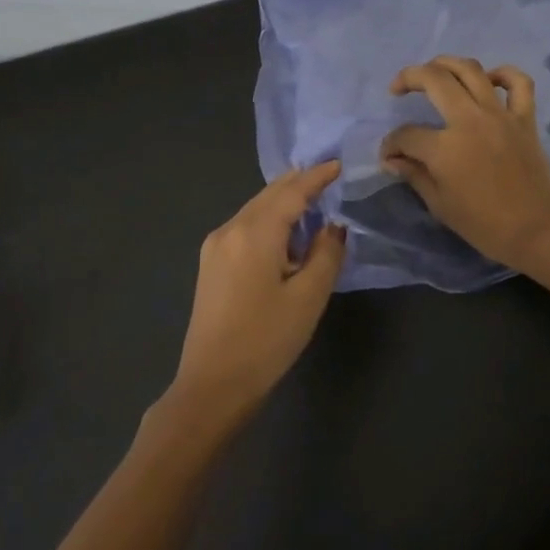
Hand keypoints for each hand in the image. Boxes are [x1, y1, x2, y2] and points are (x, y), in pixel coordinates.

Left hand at [168, 161, 346, 426]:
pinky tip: (285, 231)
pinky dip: (268, 219)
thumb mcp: (308, 297)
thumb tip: (333, 226)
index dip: (316, 177)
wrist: (213, 384)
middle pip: (268, 195)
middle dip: (298, 183)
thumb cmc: (267, 340)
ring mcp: (215, 247)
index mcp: (254, 234)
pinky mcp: (211, 264)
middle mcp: (230, 230)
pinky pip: (245, 226)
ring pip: (255, 209)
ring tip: (311, 199)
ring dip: (282, 201)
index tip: (338, 165)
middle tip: (327, 175)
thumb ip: (326, 253)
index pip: (291, 193)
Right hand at [380, 57, 549, 270]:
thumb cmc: (484, 225)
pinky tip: (489, 79)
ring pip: (471, 70)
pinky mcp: (525, 118)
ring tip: (434, 71)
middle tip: (398, 88)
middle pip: (434, 80)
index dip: (391, 144)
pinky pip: (519, 83)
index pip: (406, 135)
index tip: (389, 156)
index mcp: (444, 148)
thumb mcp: (440, 205)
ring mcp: (500, 115)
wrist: (537, 230)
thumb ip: (414, 175)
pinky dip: (503, 74)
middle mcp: (470, 121)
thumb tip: (392, 159)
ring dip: (446, 63)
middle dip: (408, 78)